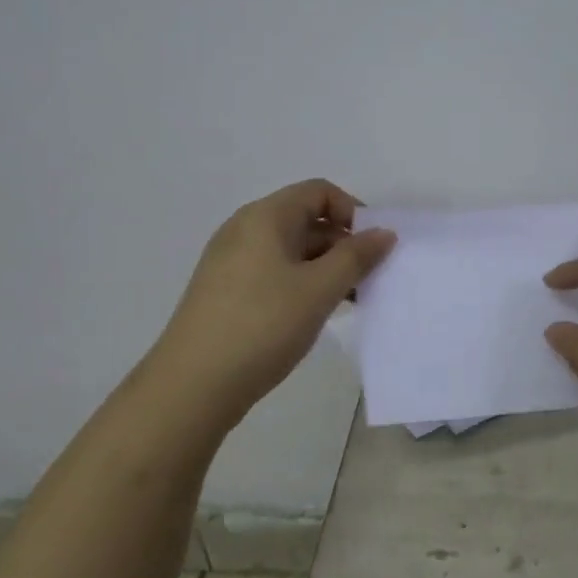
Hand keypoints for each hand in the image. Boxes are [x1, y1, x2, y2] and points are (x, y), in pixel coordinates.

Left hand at [145, 179, 394, 423]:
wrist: (193, 386)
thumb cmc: (263, 325)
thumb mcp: (320, 289)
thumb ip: (356, 257)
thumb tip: (384, 233)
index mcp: (265, 217)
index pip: (319, 192)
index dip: (353, 212)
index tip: (373, 248)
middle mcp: (245, 230)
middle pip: (306, 220)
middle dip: (343, 245)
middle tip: (369, 280)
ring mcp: (232, 262)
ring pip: (292, 251)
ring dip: (326, 268)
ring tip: (350, 302)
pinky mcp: (227, 292)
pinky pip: (275, 273)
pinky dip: (303, 285)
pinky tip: (317, 315)